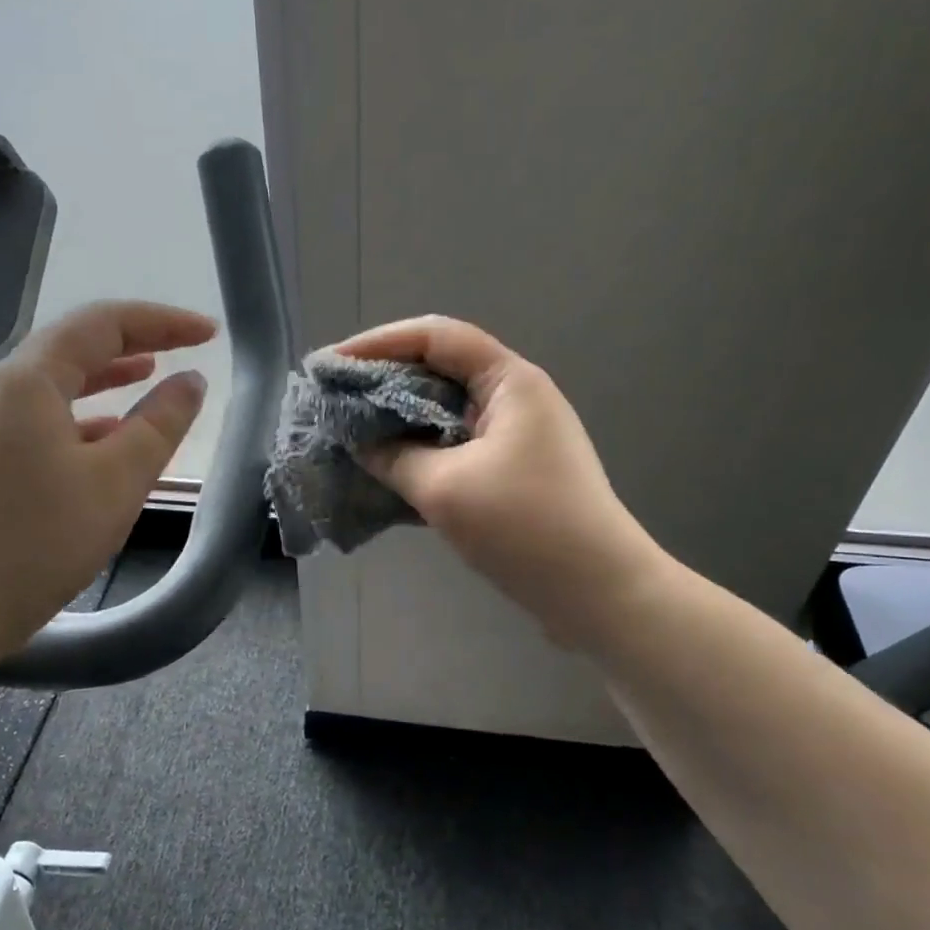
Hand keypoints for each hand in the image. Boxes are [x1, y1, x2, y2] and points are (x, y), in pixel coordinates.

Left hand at [0, 301, 213, 668]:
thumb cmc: (39, 539)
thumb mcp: (118, 480)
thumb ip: (161, 424)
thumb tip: (190, 381)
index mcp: (30, 381)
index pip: (103, 324)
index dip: (162, 321)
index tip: (209, 334)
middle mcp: (1, 391)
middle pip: (75, 347)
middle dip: (135, 342)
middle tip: (185, 349)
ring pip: (57, 385)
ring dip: (107, 377)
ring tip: (150, 376)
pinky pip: (42, 420)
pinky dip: (84, 417)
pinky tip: (107, 437)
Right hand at [338, 315, 665, 650]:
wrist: (598, 592)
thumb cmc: (525, 527)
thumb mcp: (445, 488)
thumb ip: (394, 457)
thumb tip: (360, 441)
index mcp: (509, 381)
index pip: (436, 336)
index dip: (378, 342)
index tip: (331, 366)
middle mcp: (515, 398)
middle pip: (439, 370)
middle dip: (383, 382)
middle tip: (334, 400)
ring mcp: (516, 437)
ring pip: (445, 413)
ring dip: (399, 421)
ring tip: (351, 433)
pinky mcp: (512, 473)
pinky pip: (456, 448)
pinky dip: (420, 452)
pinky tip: (386, 470)